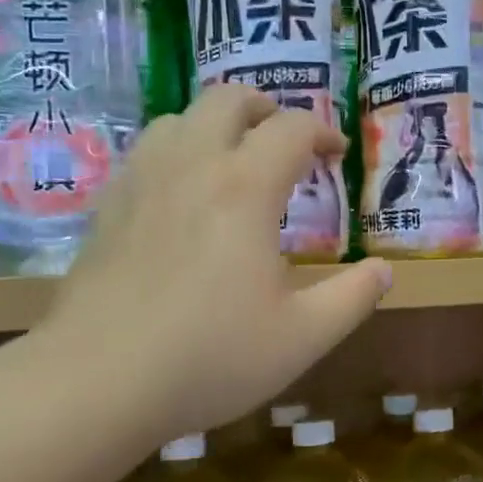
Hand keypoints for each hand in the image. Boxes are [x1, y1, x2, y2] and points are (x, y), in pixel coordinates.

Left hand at [43, 85, 390, 441]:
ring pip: (178, 118)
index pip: (291, 129)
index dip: (322, 131)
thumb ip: (353, 298)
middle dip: (265, 108)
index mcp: (245, 188)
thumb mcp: (303, 337)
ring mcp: (141, 182)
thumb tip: (384, 271)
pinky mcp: (107, 208)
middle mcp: (191, 166)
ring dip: (215, 125)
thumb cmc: (211, 357)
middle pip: (227, 100)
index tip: (336, 154)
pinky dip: (176, 152)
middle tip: (285, 140)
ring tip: (234, 161)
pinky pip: (145, 153)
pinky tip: (181, 195)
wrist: (99, 381)